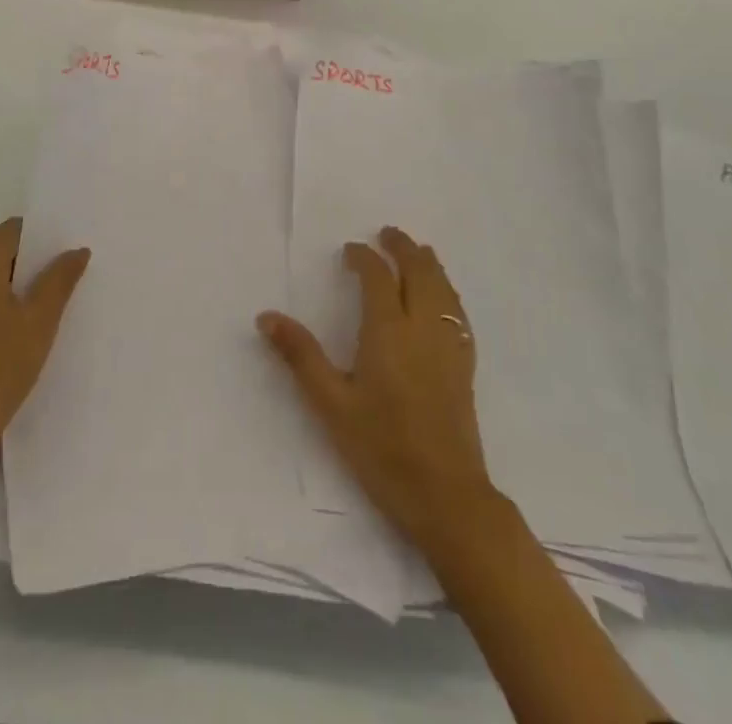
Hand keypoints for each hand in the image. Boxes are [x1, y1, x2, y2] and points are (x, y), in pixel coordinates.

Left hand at [0, 219, 89, 481]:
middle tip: (57, 287)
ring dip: (5, 287)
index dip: (41, 239)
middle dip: (25, 265)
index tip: (64, 258)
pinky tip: (4, 335)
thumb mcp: (39, 324)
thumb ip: (59, 280)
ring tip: (34, 313)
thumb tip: (76, 250)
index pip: (12, 231)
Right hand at [258, 226, 496, 551]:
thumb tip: (267, 316)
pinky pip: (458, 313)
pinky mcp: (465, 366)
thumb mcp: (331, 405)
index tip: (350, 250)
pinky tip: (443, 299)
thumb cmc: (382, 449)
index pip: (378, 277)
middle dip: (403, 248)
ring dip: (429, 264)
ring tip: (418, 252)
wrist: (447, 497)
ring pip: (444, 289)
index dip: (364, 258)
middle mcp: (423, 328)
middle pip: (419, 271)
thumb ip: (301, 356)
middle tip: (388, 234)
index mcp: (388, 331)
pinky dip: (447, 292)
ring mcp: (449, 346)